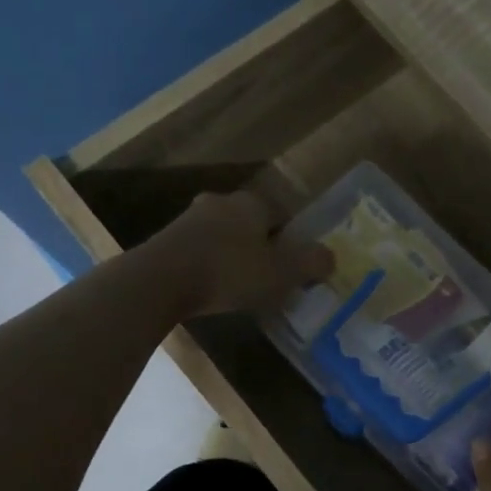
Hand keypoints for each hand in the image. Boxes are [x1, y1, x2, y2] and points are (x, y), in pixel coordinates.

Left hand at [148, 192, 332, 316]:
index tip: (293, 265)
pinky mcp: (166, 241)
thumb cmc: (229, 272)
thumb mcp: (281, 273)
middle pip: (249, 222)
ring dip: (232, 255)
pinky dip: (208, 265)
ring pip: (222, 235)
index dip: (290, 239)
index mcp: (251, 203)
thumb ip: (311, 264)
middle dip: (259, 245)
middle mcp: (220, 202)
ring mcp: (189, 219)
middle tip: (268, 275)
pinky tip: (210, 288)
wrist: (159, 281)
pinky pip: (199, 251)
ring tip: (239, 285)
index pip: (281, 214)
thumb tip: (331, 257)